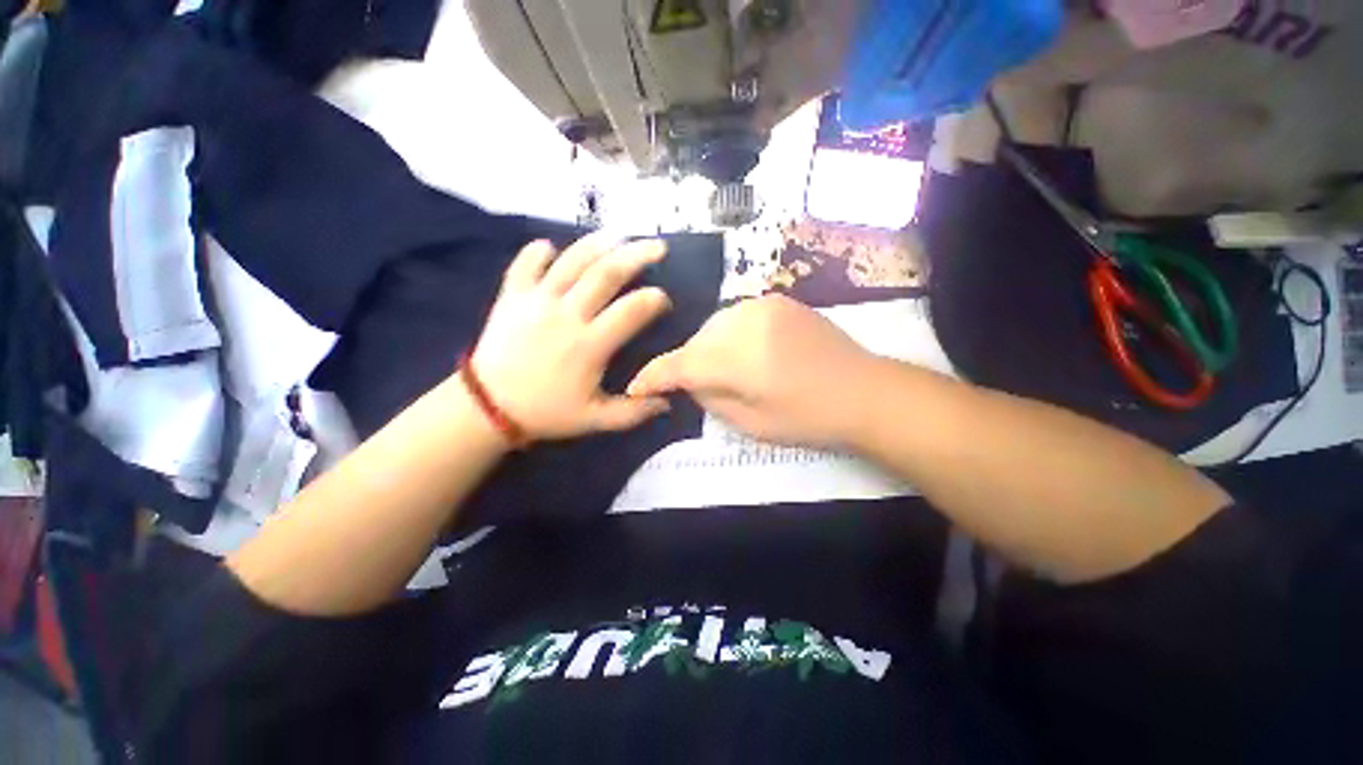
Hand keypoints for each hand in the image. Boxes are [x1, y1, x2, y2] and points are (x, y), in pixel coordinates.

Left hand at [469, 234, 672, 440]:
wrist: (488, 407)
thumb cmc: (547, 412)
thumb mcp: (595, 419)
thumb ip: (633, 412)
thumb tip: (667, 402)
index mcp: (590, 345)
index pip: (631, 311)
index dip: (654, 299)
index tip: (663, 299)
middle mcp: (566, 315)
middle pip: (607, 274)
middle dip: (637, 255)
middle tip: (658, 247)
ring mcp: (536, 300)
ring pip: (572, 260)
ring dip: (599, 244)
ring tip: (619, 235)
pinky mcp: (512, 295)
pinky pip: (526, 263)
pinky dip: (539, 251)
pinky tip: (552, 247)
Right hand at [628, 295, 878, 447]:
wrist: (864, 390)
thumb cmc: (808, 418)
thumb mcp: (750, 423)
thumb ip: (710, 398)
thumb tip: (688, 383)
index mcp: (737, 358)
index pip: (679, 365)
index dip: (653, 376)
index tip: (635, 387)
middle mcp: (743, 322)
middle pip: (695, 342)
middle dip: (686, 363)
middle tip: (690, 385)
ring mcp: (762, 305)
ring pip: (712, 325)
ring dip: (707, 347)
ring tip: (721, 368)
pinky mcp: (777, 300)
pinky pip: (735, 316)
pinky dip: (728, 334)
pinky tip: (743, 350)